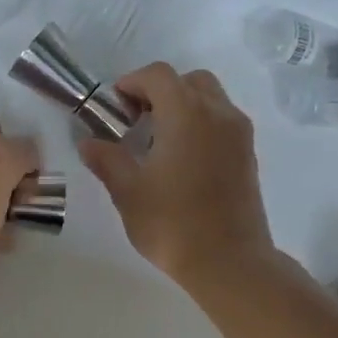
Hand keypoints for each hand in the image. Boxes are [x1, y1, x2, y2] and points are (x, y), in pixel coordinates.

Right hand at [79, 62, 274, 288]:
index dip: (132, 83)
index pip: (158, 76)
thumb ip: (107, 160)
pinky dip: (201, 124)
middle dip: (160, 91)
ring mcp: (238, 133)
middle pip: (189, 81)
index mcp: (186, 114)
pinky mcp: (248, 155)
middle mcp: (218, 113)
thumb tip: (89, 143)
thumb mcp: (129, 192)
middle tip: (137, 121)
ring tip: (160, 142)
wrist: (229, 261)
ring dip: (183, 107)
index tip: (114, 108)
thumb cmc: (173, 224)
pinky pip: (223, 121)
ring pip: (211, 98)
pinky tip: (182, 159)